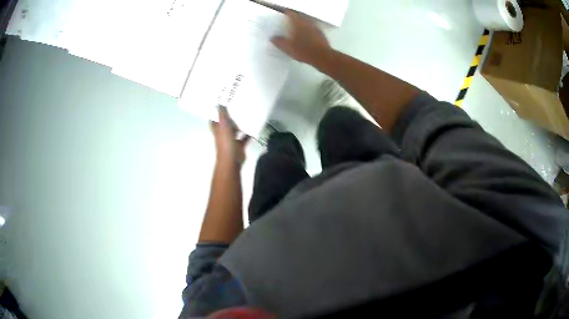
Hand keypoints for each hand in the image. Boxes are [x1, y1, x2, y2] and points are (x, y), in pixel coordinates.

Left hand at [210, 107, 248, 165]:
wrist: (232, 160)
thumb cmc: (226, 143)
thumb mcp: (223, 126)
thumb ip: (222, 115)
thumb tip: (219, 104)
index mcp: (217, 130)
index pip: (214, 121)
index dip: (215, 114)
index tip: (220, 105)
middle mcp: (223, 135)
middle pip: (225, 125)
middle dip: (229, 118)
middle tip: (236, 107)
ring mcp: (231, 141)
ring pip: (235, 131)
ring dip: (239, 125)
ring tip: (246, 115)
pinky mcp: (239, 146)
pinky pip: (244, 138)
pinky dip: (248, 134)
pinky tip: (254, 127)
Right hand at [271, 11, 332, 65]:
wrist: (322, 57)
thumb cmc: (303, 50)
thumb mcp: (288, 48)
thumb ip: (279, 42)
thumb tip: (272, 38)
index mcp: (298, 23)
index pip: (291, 14)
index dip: (287, 14)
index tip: (283, 15)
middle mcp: (307, 23)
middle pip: (300, 17)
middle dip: (295, 19)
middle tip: (289, 23)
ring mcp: (316, 28)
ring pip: (307, 22)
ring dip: (302, 24)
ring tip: (297, 30)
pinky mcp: (321, 34)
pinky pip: (313, 29)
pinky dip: (309, 30)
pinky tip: (307, 37)